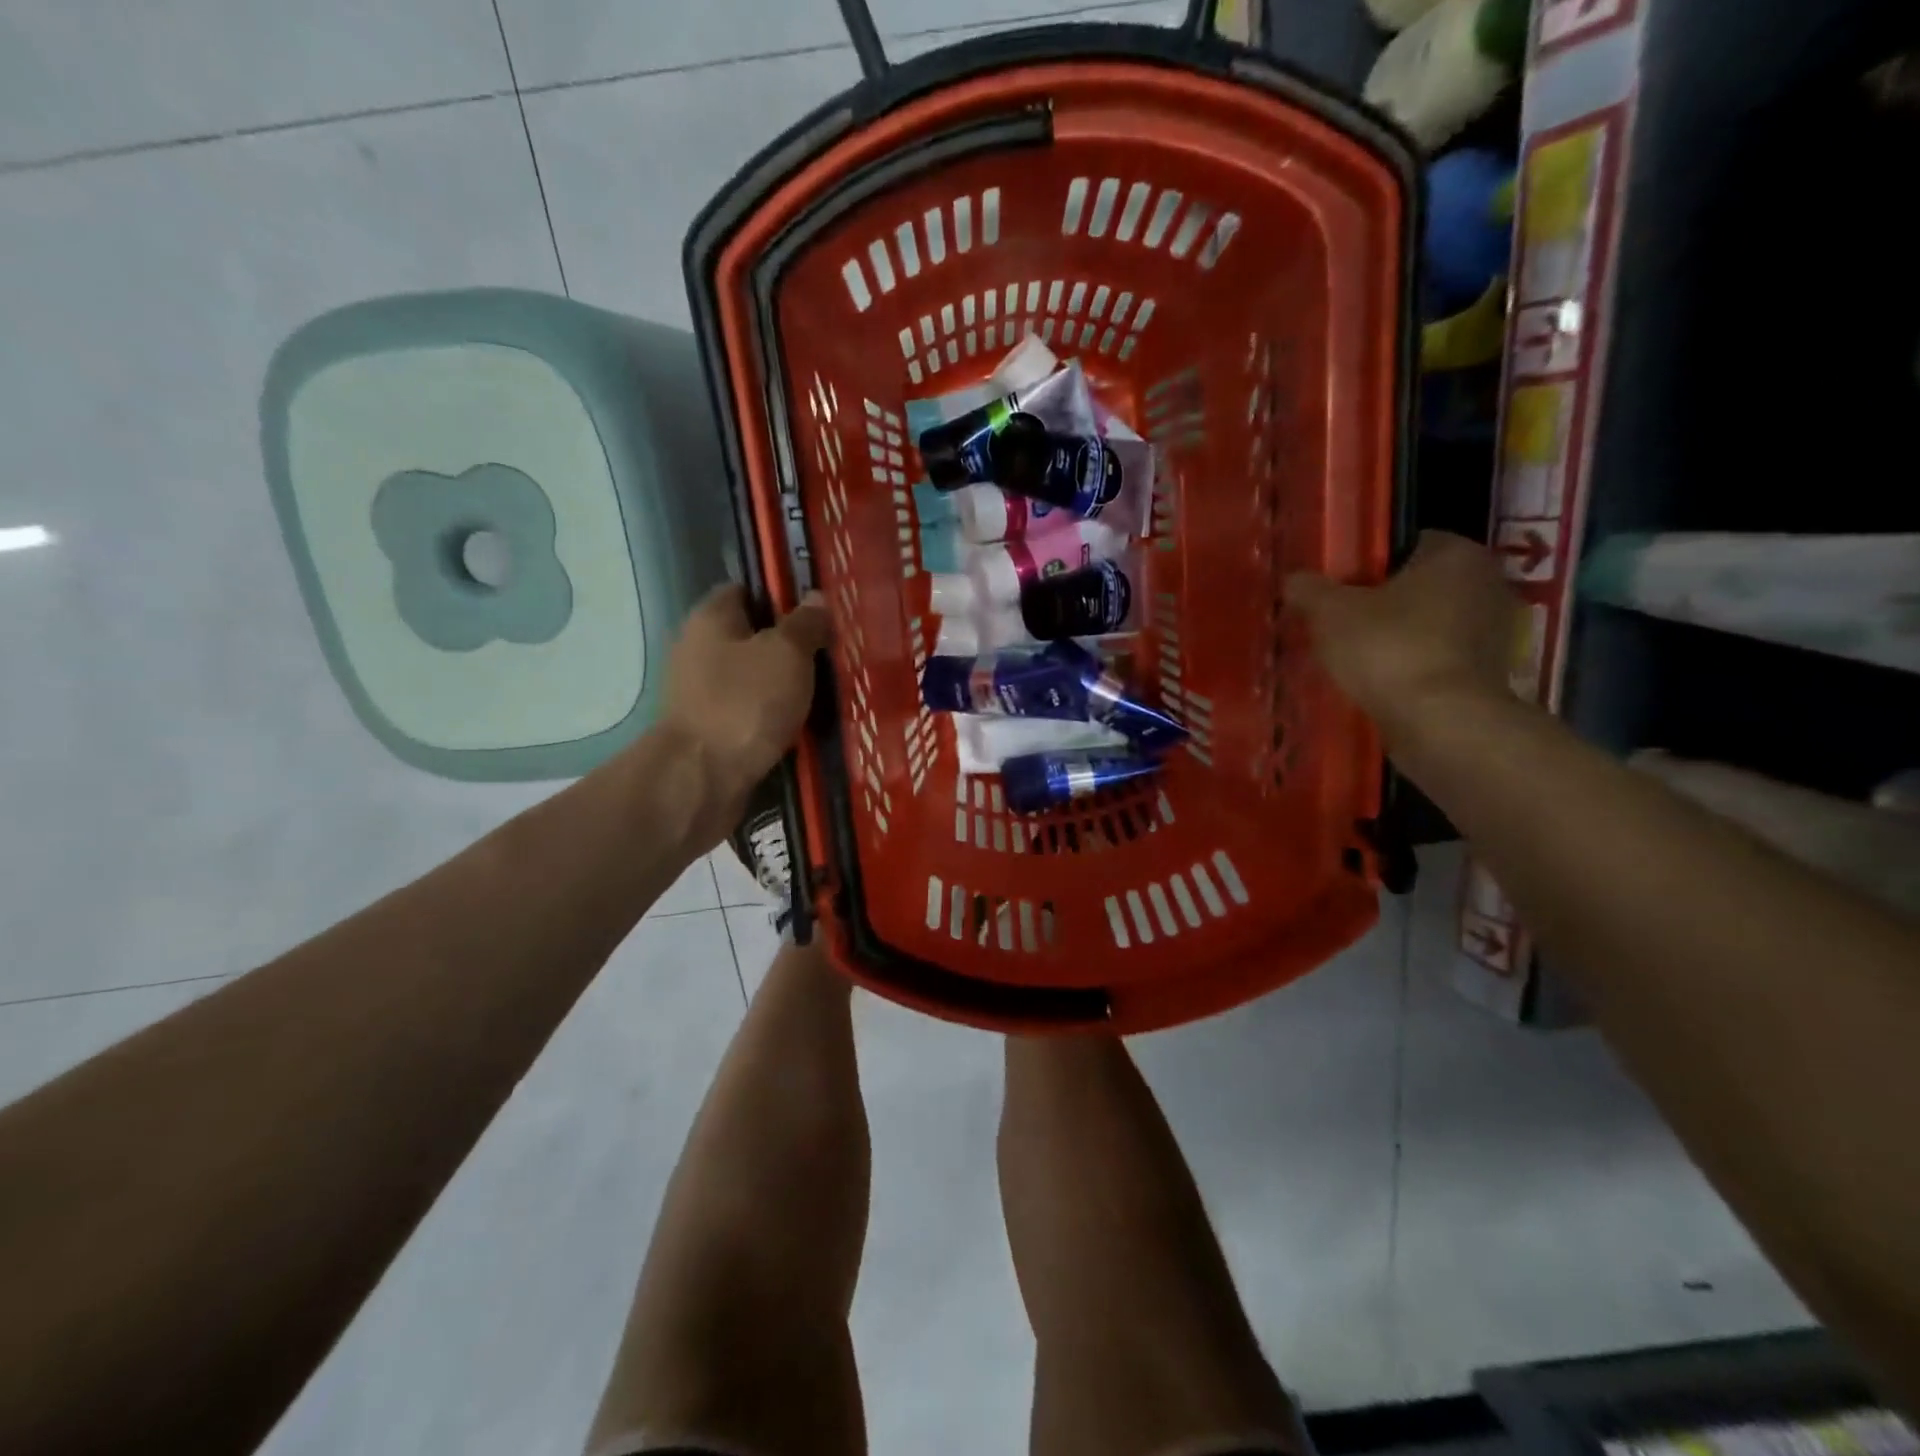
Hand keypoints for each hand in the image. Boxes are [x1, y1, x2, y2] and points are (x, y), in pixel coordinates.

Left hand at [661, 584, 830, 826]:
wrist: (701, 780)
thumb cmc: (744, 703)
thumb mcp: (786, 654)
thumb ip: (804, 624)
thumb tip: (815, 598)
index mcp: (711, 619)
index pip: (746, 590)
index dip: (782, 595)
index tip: (819, 609)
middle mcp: (700, 651)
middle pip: (753, 638)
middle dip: (792, 645)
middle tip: (834, 652)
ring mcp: (703, 695)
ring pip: (756, 680)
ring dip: (787, 686)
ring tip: (830, 691)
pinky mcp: (713, 732)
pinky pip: (753, 715)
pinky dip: (777, 718)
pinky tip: (808, 725)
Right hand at [1285, 532, 1519, 739]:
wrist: (1440, 722)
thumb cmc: (1389, 648)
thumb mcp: (1330, 612)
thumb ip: (1309, 589)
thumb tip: (1293, 579)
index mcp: (1457, 554)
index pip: (1405, 544)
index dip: (1366, 565)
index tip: (1338, 589)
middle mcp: (1488, 583)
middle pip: (1419, 586)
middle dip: (1381, 603)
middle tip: (1339, 624)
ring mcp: (1494, 632)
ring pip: (1428, 624)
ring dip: (1396, 637)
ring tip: (1353, 657)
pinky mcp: (1489, 673)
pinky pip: (1438, 659)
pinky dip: (1411, 666)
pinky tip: (1380, 682)